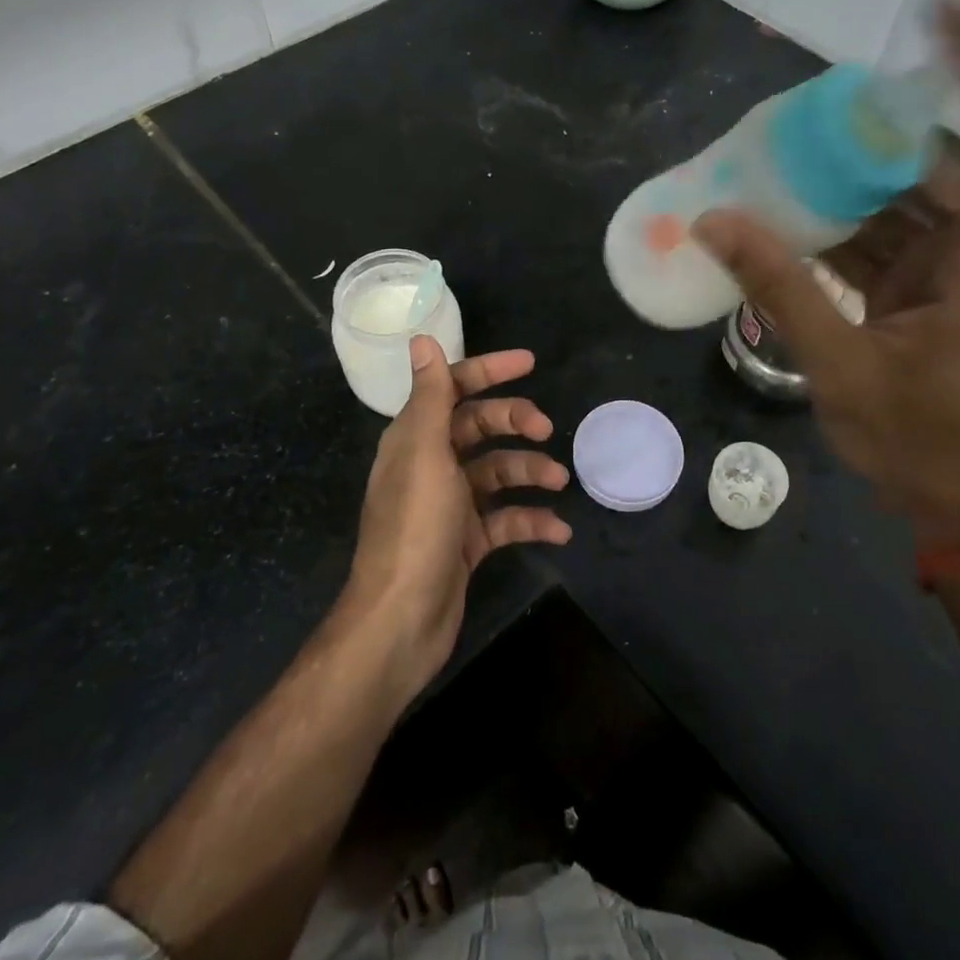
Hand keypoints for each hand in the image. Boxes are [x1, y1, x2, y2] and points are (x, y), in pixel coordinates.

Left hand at [341, 338, 571, 699]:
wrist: (400, 622)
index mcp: (415, 438)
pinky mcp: (466, 541)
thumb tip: (421, 338)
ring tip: (560, 479)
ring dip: (529, 471)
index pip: (453, 388)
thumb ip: (430, 396)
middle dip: (515, 422)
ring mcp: (449, 505)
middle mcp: (431, 464)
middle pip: (480, 427)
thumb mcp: (425, 454)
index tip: (529, 363)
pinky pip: (505, 519)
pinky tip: (558, 529)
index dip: (488, 370)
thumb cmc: (414, 528)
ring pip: (497, 472)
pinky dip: (531, 519)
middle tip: (546, 429)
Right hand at [694, 0, 959, 550]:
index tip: (948, 12)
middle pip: (935, 167)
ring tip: (774, 164)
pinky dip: (840, 231)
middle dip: (870, 137)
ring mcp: (959, 274)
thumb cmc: (923, 443)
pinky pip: (886, 242)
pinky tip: (785, 224)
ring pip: (904, 205)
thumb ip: (780, 288)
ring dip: (844, 188)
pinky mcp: (934, 295)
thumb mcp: (842, 366)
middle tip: (799, 116)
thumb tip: (715, 221)